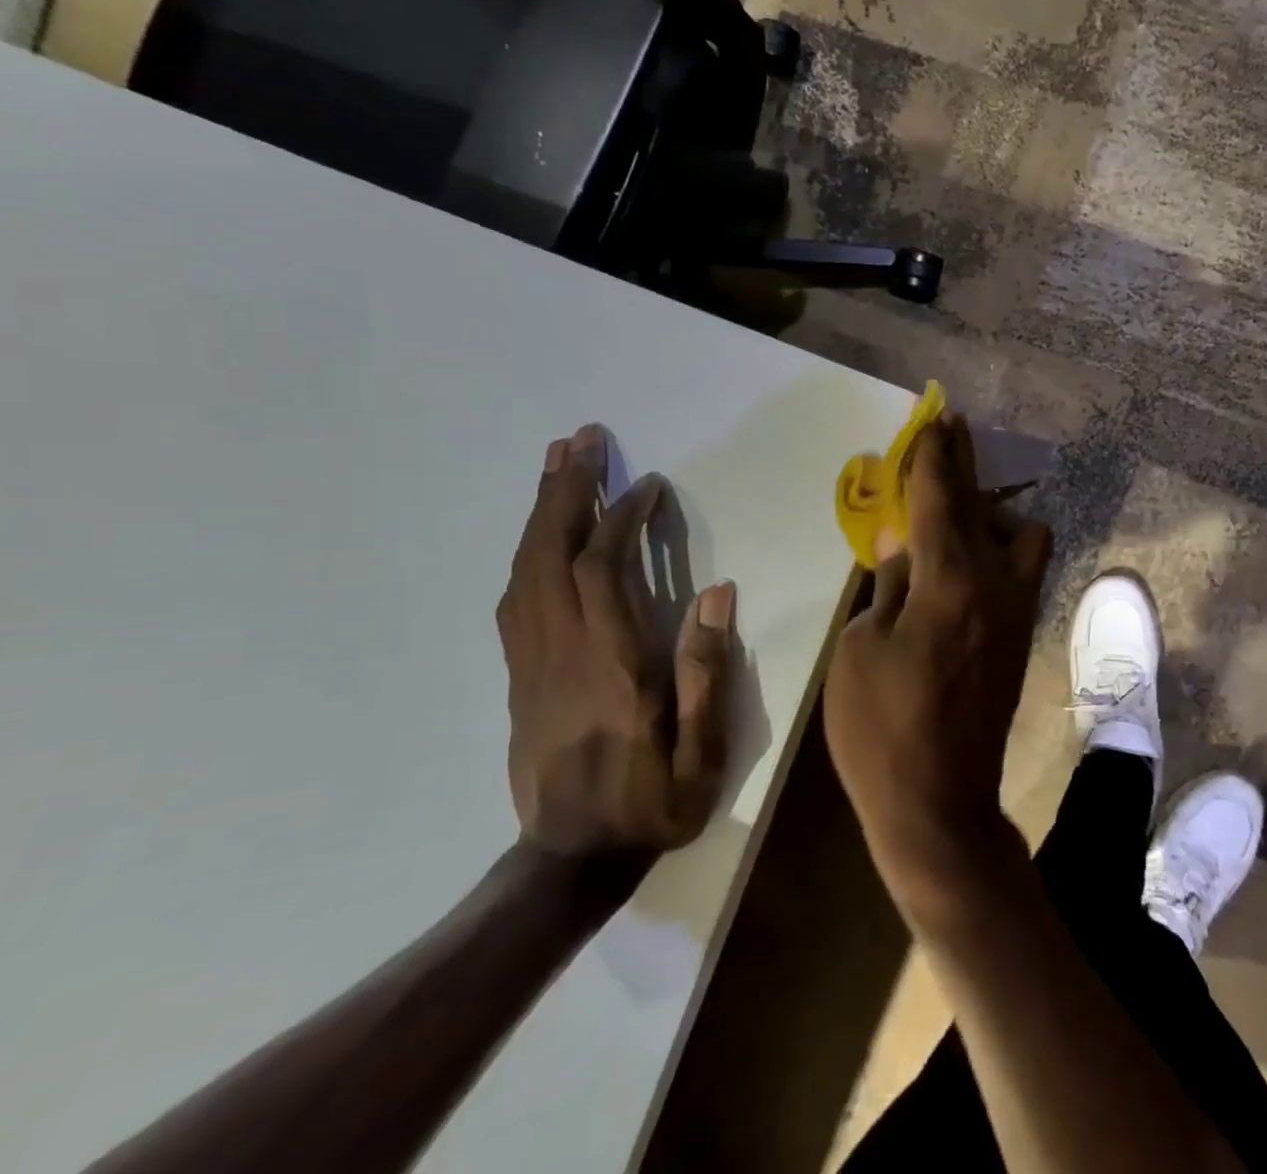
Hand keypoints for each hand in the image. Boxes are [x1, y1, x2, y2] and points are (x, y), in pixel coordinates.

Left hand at [497, 425, 735, 859]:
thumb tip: (717, 593)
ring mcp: (532, 663)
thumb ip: (707, 670)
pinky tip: (540, 534)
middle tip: (580, 441)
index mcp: (611, 666)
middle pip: (549, 556)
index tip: (648, 485)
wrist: (571, 861)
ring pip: (524, 572)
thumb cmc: (652, 803)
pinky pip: (514, 600)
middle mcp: (562, 653)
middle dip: (565, 491)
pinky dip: (526, 553)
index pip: (604, 571)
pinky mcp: (519, 676)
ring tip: (556, 466)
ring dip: (540, 513)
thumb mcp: (703, 750)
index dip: (622, 519)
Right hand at [822, 418, 1052, 911]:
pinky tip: (967, 558)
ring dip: (992, 513)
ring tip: (954, 517)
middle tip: (950, 437)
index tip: (939, 419)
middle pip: (983, 507)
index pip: (941, 499)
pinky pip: (1022, 569)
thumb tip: (903, 548)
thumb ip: (887, 587)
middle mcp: (995, 586)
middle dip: (965, 467)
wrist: (937, 805)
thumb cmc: (880, 730)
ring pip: (1024, 536)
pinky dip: (1001, 547)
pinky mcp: (1021, 636)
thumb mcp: (859, 650)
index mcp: (948, 583)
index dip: (937, 455)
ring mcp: (1016, 612)